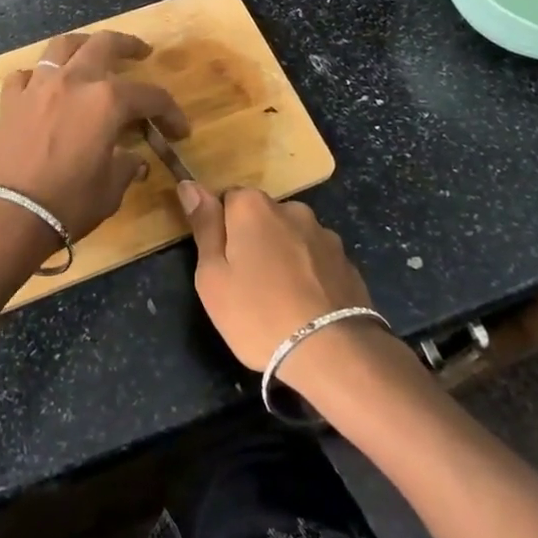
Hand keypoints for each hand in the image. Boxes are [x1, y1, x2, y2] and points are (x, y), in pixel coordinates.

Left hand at [0, 31, 187, 241]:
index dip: (170, 112)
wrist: (8, 215)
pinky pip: (25, 76)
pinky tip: (43, 87)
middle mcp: (74, 81)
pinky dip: (38, 77)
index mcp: (107, 101)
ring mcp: (38, 87)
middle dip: (128, 45)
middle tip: (141, 53)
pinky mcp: (10, 101)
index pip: (150, 96)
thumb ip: (125, 167)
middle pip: (105, 45)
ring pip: (62, 47)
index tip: (179, 130)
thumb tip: (133, 161)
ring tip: (91, 53)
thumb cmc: (68, 203)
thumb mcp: (110, 190)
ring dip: (82, 46)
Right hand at [176, 183, 378, 381]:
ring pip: (291, 238)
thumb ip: (204, 226)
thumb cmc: (258, 314)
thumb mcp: (212, 276)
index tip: (222, 263)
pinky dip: (310, 275)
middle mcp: (291, 208)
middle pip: (261, 217)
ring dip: (284, 257)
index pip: (228, 199)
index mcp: (253, 207)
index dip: (221, 230)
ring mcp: (324, 234)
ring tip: (281, 301)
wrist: (332, 353)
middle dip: (253, 241)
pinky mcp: (347, 262)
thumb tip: (190, 184)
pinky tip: (307, 307)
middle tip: (247, 286)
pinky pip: (317, 260)